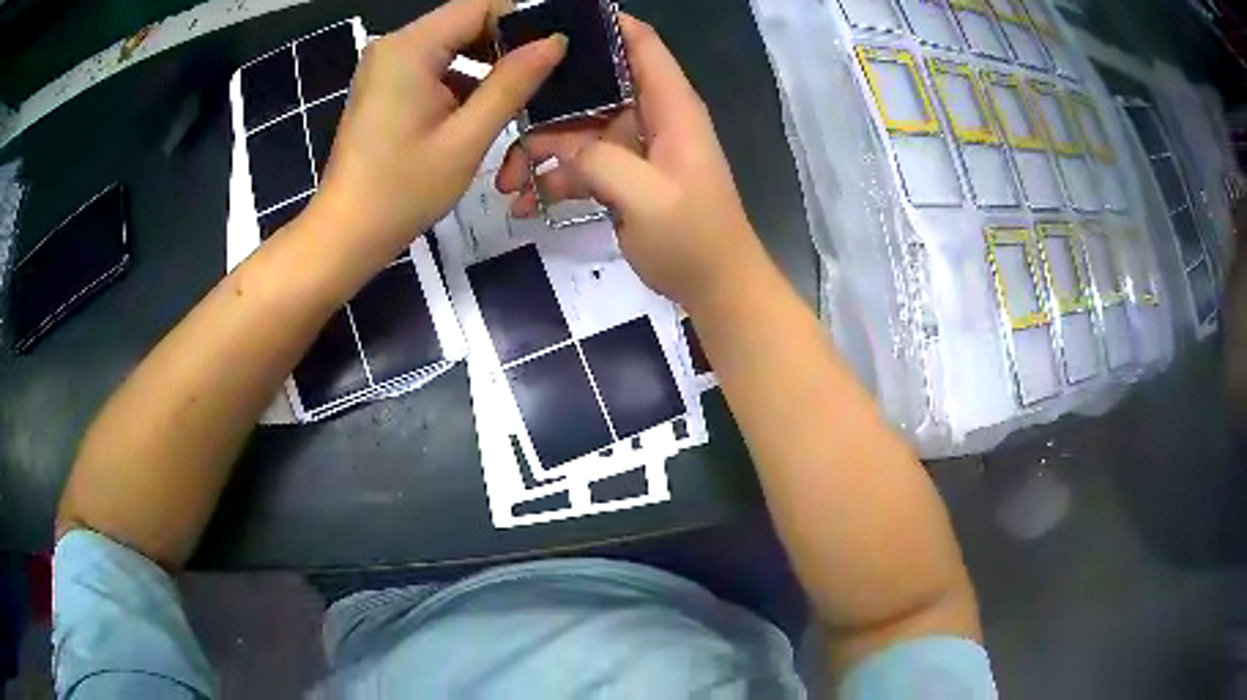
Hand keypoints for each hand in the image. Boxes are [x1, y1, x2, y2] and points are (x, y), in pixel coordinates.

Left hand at [311, 0, 566, 263]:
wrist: (345, 234)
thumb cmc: (402, 191)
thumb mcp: (467, 138)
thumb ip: (513, 83)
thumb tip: (555, 42)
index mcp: (410, 48)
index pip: (480, 6)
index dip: (522, 21)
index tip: (553, 51)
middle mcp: (394, 45)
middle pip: (464, 21)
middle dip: (505, 43)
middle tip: (542, 76)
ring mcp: (384, 65)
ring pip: (450, 43)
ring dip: (485, 63)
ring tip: (517, 94)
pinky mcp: (383, 85)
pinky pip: (432, 65)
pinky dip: (460, 79)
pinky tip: (479, 108)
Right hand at [495, 16, 762, 308]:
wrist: (714, 288)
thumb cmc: (693, 239)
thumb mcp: (646, 197)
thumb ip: (600, 160)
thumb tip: (562, 144)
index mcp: (670, 107)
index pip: (641, 44)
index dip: (603, 25)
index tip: (553, 25)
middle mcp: (650, 117)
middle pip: (593, 87)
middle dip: (547, 102)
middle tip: (503, 117)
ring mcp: (634, 148)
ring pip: (577, 130)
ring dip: (540, 152)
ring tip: (506, 185)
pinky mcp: (622, 176)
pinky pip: (580, 165)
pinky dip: (553, 180)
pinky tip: (526, 205)